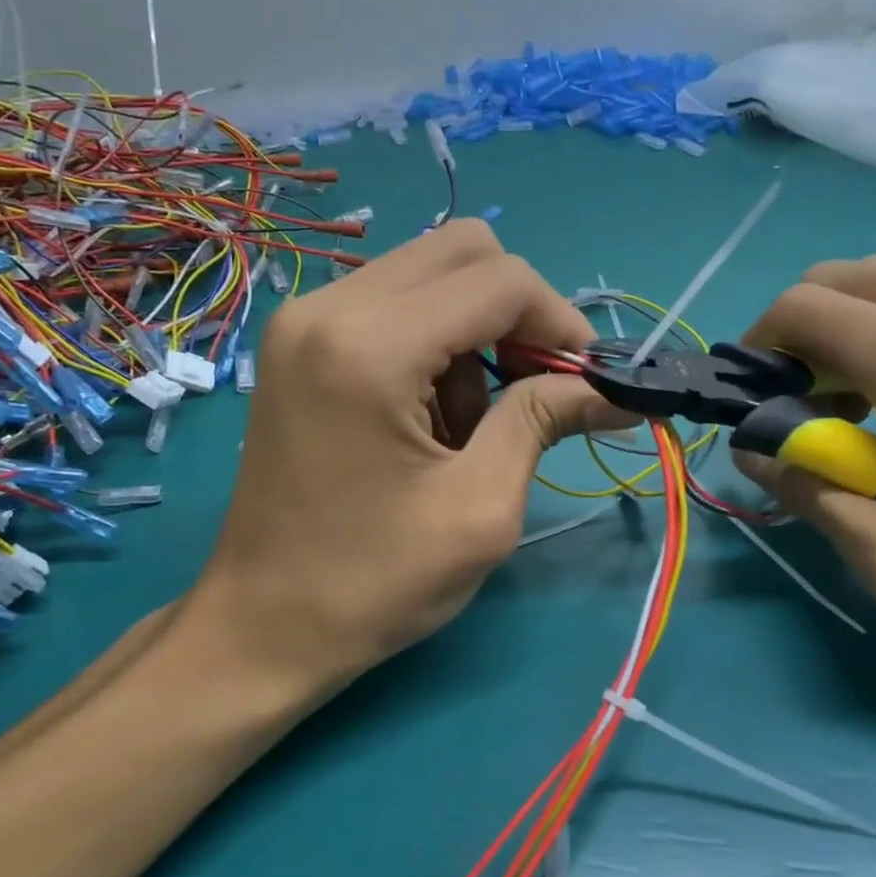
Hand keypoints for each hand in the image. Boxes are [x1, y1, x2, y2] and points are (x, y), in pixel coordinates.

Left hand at [195, 220, 634, 697]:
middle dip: (517, 313)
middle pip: (462, 250)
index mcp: (371, 346)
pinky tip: (426, 416)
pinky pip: (392, 305)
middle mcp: (328, 307)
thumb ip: (544, 422)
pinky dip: (432, 343)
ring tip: (466, 425)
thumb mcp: (480, 509)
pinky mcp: (299, 343)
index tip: (585, 381)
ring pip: (429, 274)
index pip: (500, 281)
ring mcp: (304, 320)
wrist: (262, 625)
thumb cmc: (373, 583)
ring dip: (472, 333)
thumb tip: (613, 389)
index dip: (561, 322)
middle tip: (532, 388)